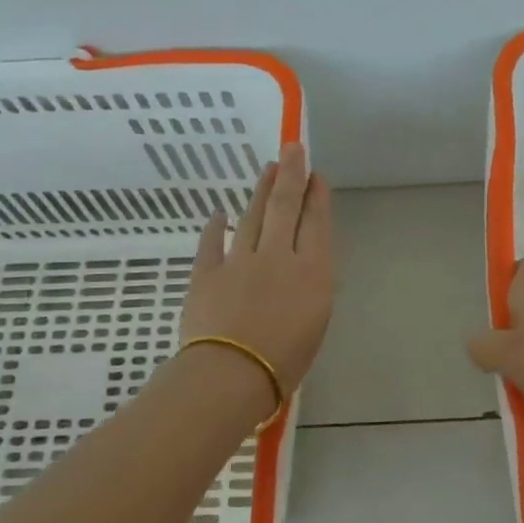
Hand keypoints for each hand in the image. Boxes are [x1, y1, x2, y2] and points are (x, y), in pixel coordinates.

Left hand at [179, 144, 334, 404]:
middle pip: (285, 207)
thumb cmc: (285, 361)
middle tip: (293, 148)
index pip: (316, 224)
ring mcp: (240, 261)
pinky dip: (215, 227)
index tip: (316, 175)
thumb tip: (303, 269)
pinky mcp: (207, 273)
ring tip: (267, 169)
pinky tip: (219, 213)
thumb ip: (311, 288)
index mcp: (312, 272)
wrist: (231, 374)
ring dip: (260, 191)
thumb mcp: (316, 324)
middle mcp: (278, 257)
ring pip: (251, 216)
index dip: (317, 197)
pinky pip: (212, 243)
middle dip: (291, 174)